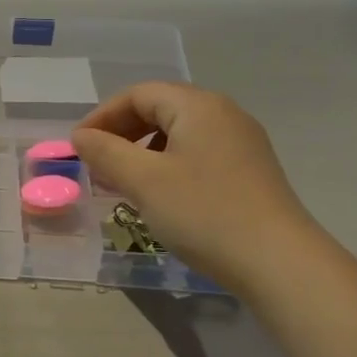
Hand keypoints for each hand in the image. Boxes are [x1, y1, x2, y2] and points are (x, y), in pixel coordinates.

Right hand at [71, 83, 317, 293]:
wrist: (278, 262)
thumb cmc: (203, 212)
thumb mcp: (143, 181)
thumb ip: (105, 152)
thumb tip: (81, 136)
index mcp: (198, 106)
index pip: (139, 94)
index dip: (102, 116)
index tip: (78, 147)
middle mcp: (224, 114)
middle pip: (160, 109)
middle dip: (121, 134)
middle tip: (97, 165)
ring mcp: (241, 143)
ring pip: (178, 135)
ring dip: (142, 152)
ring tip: (123, 183)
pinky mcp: (249, 171)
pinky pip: (197, 155)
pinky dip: (167, 166)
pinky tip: (159, 196)